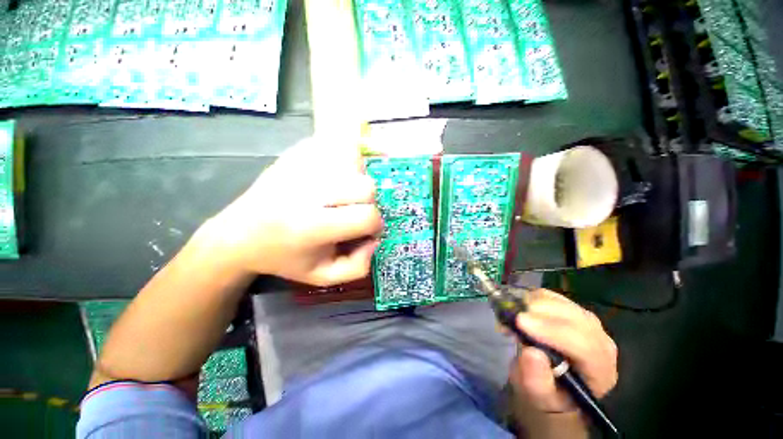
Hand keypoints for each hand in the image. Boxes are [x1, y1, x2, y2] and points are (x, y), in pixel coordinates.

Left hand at [204, 138, 382, 285]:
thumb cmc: (285, 258)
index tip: (366, 230)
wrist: (240, 233)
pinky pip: (337, 145)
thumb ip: (358, 267)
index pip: (367, 216)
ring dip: (358, 179)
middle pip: (366, 186)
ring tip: (343, 192)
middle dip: (369, 202)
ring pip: (355, 161)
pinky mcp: (296, 152)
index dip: (375, 225)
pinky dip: (345, 159)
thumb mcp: (322, 276)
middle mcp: (306, 190)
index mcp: (311, 226)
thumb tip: (375, 239)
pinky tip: (334, 175)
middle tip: (354, 210)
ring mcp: (300, 165)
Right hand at [508, 289, 617, 415]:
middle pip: (574, 317)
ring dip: (531, 303)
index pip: (584, 345)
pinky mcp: (569, 309)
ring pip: (561, 302)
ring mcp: (585, 322)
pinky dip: (529, 297)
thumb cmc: (547, 395)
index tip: (520, 322)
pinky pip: (550, 295)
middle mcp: (599, 341)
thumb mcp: (538, 397)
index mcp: (599, 369)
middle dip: (538, 312)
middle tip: (510, 317)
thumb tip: (530, 352)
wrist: (552, 384)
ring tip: (511, 316)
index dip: (551, 331)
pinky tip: (518, 308)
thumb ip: (536, 380)